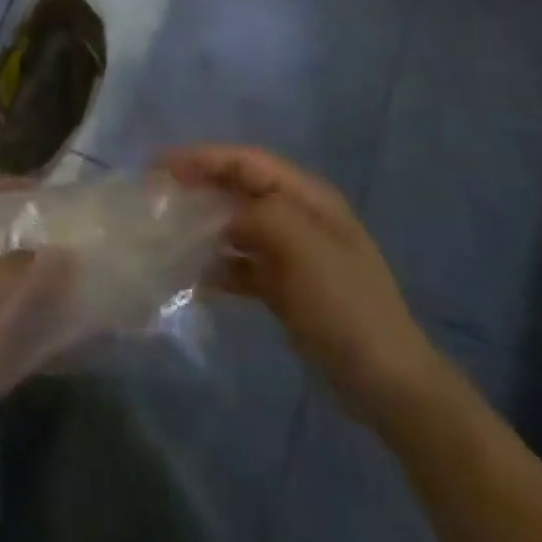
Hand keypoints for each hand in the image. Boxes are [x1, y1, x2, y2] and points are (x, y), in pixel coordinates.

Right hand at [161, 144, 443, 426]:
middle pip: (238, 190)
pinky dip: (217, 267)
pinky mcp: (284, 288)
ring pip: (236, 227)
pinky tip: (191, 279)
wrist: (388, 383)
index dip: (202, 158)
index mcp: (308, 198)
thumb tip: (216, 212)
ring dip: (203, 228)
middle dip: (197, 189)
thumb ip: (257, 215)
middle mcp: (298, 217)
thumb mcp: (303, 248)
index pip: (246, 161)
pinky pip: (241, 265)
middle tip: (154, 198)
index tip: (158, 167)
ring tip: (164, 235)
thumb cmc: (346, 305)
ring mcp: (292, 254)